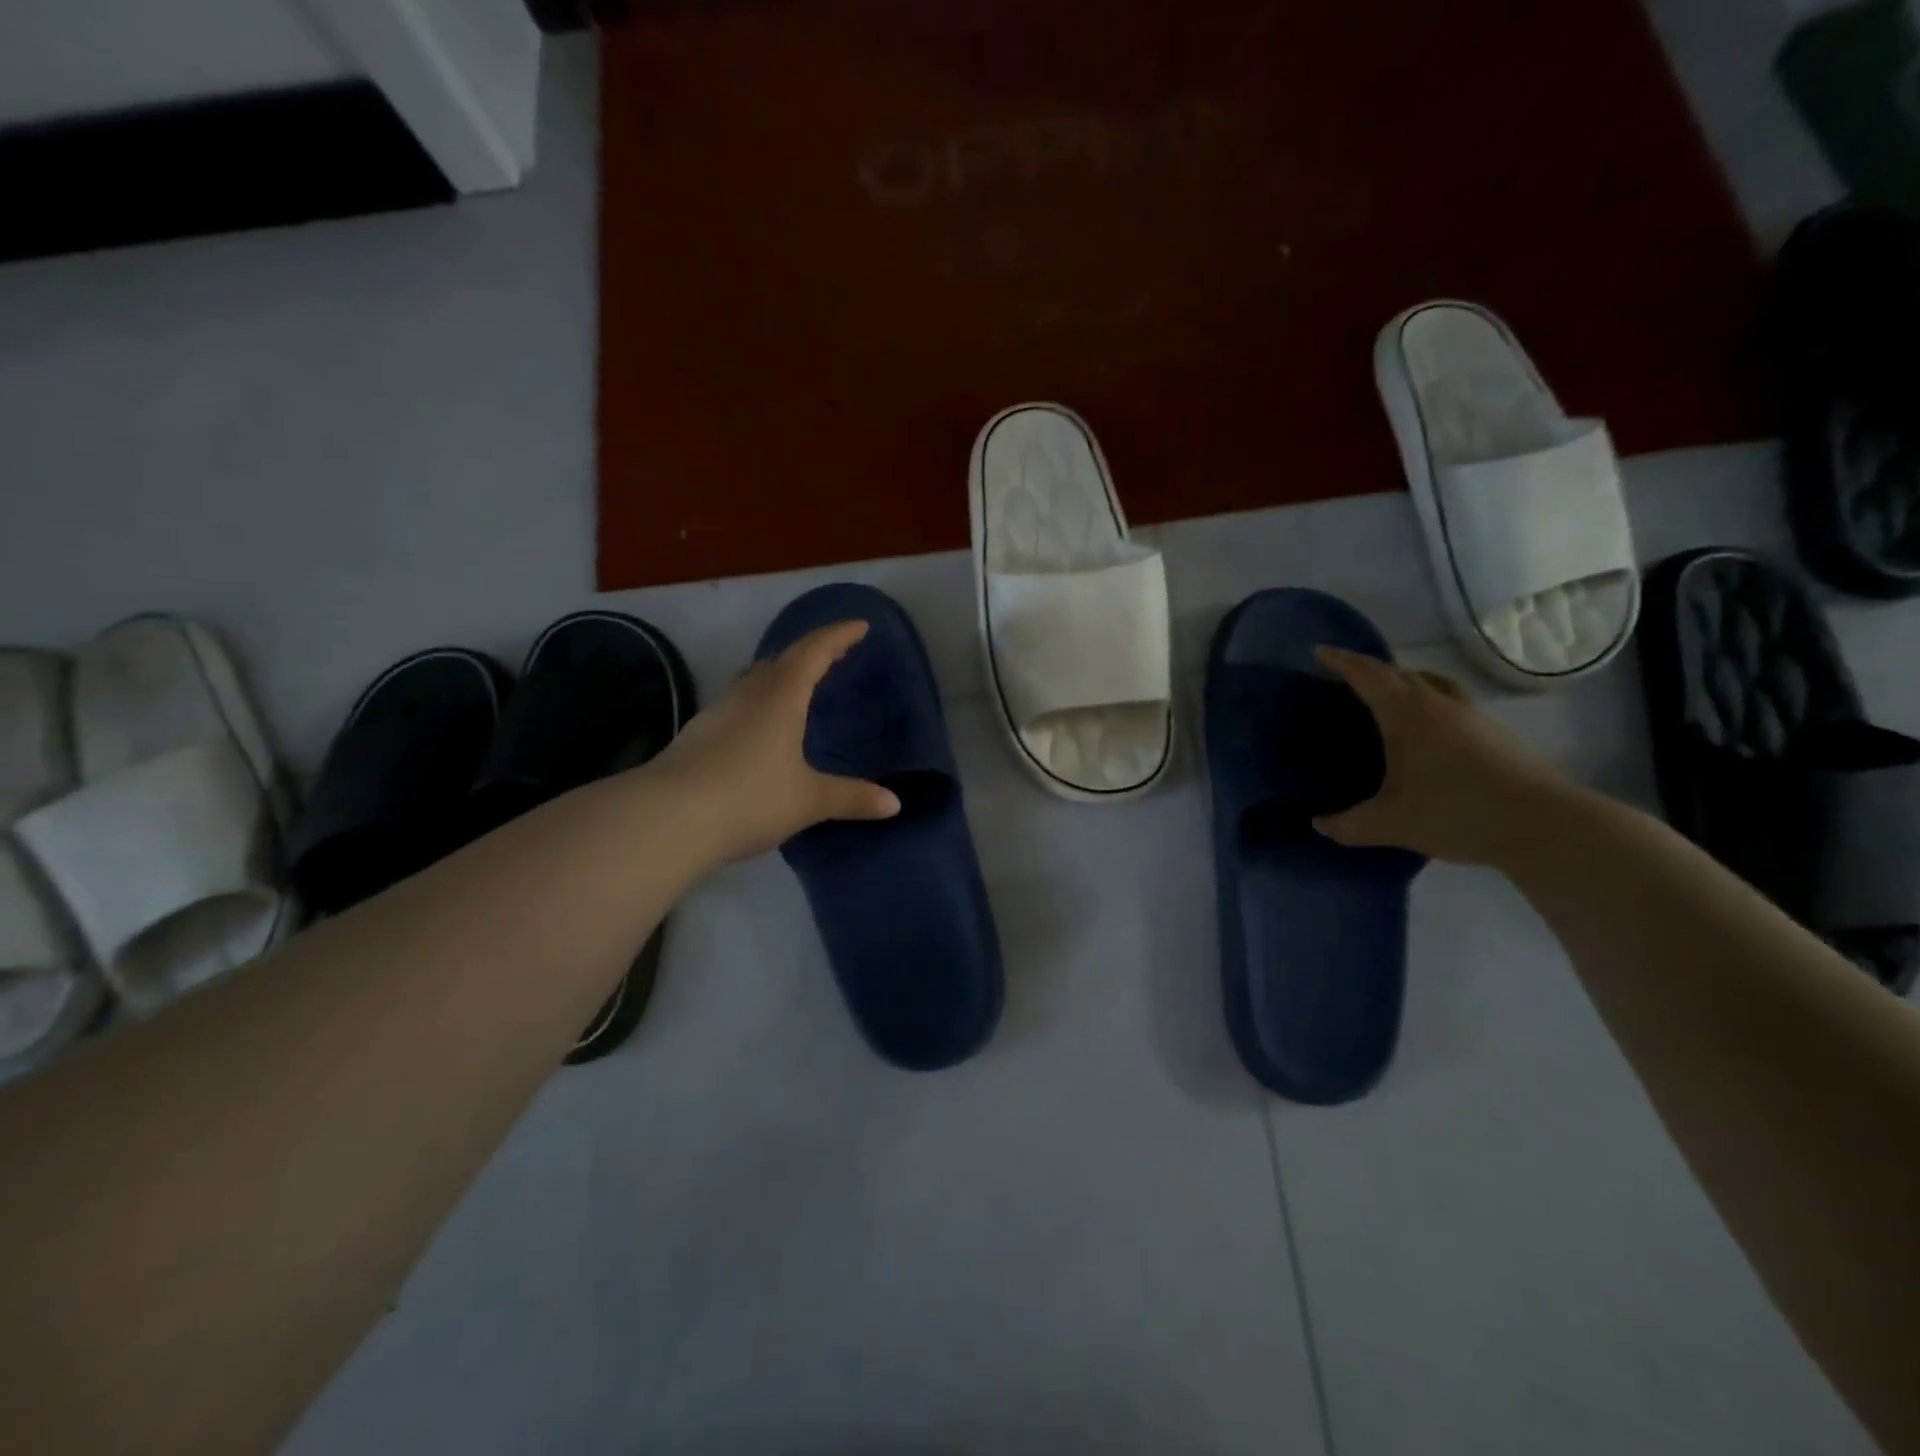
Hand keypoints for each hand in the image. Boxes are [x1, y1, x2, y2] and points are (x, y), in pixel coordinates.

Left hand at [653, 621, 899, 861]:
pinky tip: (761, 728)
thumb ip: (851, 797)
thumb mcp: (808, 800)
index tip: (860, 626)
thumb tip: (894, 803)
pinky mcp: (697, 735)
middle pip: (782, 660)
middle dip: (810, 652)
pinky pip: (738, 705)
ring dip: (780, 675)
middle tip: (833, 655)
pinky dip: (759, 702)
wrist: (667, 818)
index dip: (839, 636)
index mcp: (780, 696)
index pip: (814, 652)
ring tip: (799, 686)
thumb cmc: (749, 797)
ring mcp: (717, 712)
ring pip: (754, 680)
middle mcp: (748, 694)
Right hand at [1311, 646, 1577, 864]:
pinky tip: (1426, 734)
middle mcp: (1440, 705)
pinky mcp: (1495, 735)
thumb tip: (1320, 824)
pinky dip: (1428, 705)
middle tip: (1348, 679)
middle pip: (1401, 674)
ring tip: (1388, 700)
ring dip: (1405, 684)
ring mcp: (1473, 717)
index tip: (1320, 652)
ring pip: (1431, 685)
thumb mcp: (1390, 824)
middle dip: (1371, 671)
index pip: (1369, 676)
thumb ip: (1348, 825)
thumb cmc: (1457, 812)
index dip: (1343, 661)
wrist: (1545, 825)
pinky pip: (1450, 704)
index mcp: (1408, 714)